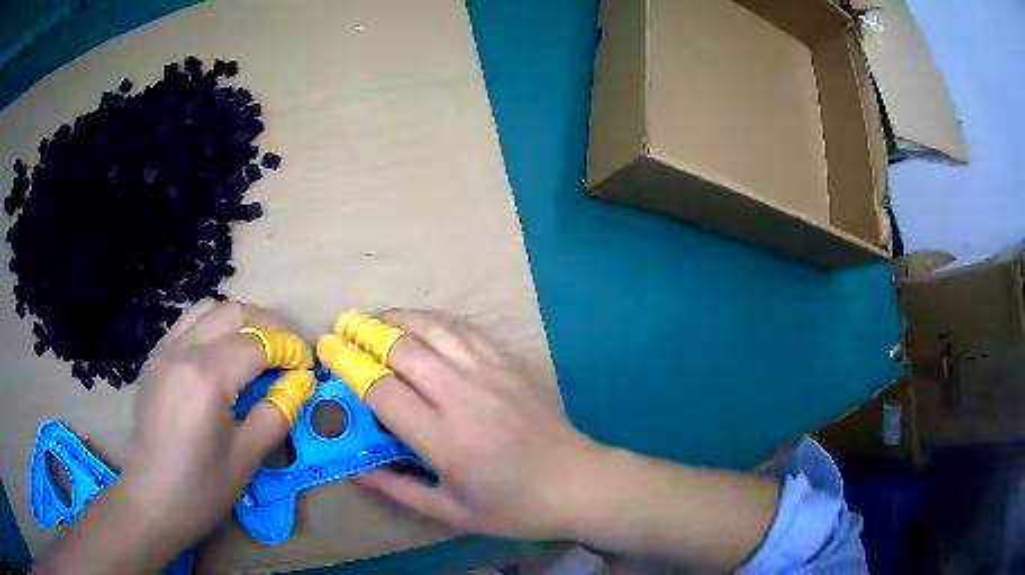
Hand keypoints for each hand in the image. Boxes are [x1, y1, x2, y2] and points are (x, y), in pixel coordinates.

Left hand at [119, 300, 295, 556]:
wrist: (152, 498)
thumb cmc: (202, 487)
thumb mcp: (247, 457)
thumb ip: (277, 413)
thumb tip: (300, 383)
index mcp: (206, 376)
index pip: (256, 343)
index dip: (288, 349)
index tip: (307, 365)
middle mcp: (183, 350)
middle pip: (233, 312)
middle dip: (268, 325)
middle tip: (288, 351)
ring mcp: (164, 349)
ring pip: (207, 308)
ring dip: (238, 320)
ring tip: (256, 347)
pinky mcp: (155, 358)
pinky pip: (188, 323)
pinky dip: (212, 327)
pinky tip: (221, 354)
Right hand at [349, 310, 602, 538]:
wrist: (578, 482)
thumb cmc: (513, 506)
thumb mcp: (451, 512)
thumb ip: (399, 489)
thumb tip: (358, 469)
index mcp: (443, 439)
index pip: (381, 390)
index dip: (349, 365)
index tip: (328, 349)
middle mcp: (462, 397)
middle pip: (403, 349)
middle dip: (365, 332)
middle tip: (342, 324)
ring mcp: (490, 374)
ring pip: (434, 330)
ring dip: (398, 317)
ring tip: (374, 316)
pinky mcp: (511, 364)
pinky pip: (466, 330)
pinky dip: (436, 319)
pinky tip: (422, 320)